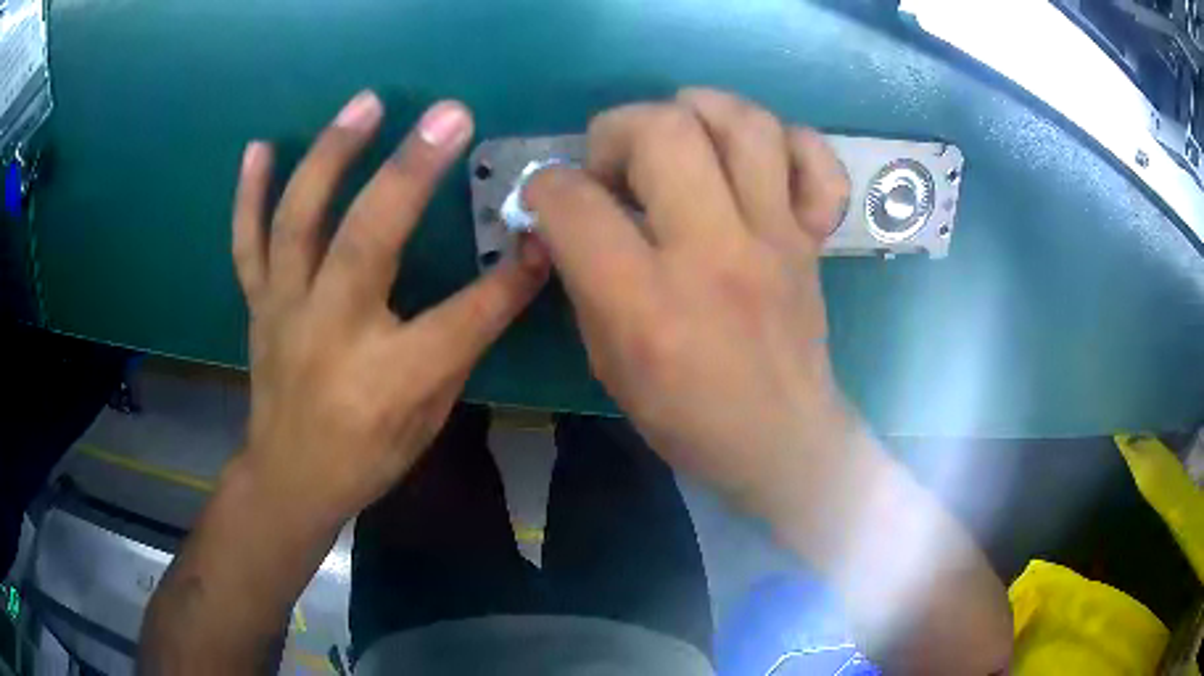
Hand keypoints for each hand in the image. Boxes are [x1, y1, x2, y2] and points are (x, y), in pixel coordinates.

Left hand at [231, 91, 548, 525]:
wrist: (290, 478)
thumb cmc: (369, 456)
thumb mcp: (431, 415)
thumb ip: (465, 340)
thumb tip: (514, 270)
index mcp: (388, 379)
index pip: (462, 317)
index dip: (509, 275)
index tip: (546, 227)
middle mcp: (331, 334)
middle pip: (368, 241)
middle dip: (411, 173)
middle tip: (448, 115)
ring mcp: (285, 312)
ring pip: (299, 223)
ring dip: (330, 156)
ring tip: (365, 104)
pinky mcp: (259, 304)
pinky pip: (248, 243)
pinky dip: (249, 194)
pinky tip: (258, 147)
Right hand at [527, 88, 851, 505]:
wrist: (780, 442)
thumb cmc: (684, 415)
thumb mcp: (606, 359)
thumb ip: (582, 277)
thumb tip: (563, 218)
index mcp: (647, 302)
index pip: (576, 202)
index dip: (545, 186)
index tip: (550, 198)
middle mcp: (715, 254)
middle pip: (664, 130)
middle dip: (619, 128)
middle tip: (617, 165)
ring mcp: (776, 239)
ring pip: (746, 124)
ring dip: (699, 111)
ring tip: (681, 139)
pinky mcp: (813, 239)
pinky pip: (818, 162)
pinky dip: (788, 143)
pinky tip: (758, 162)